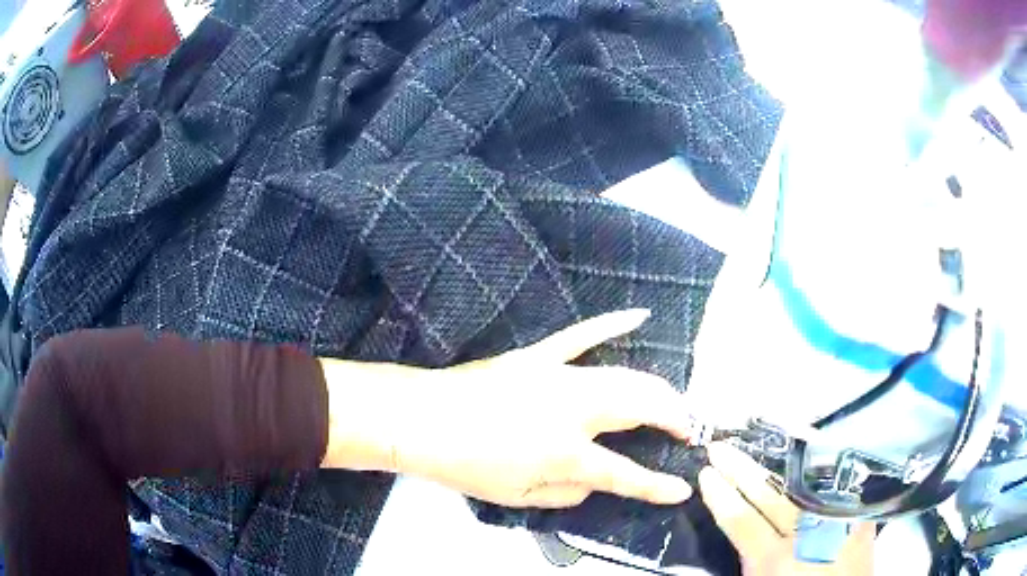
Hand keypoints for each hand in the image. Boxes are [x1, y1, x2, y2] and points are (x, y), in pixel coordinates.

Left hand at [320, 309, 695, 507]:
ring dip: (658, 388)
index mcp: (565, 453)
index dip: (658, 486)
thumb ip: (567, 494)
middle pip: (641, 407)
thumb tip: (593, 482)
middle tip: (688, 430)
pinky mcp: (539, 355)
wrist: (422, 419)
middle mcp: (573, 411)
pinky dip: (612, 323)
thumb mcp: (517, 498)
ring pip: (625, 375)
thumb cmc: (467, 466)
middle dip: (674, 418)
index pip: (625, 474)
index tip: (683, 489)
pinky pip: (582, 334)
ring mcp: (558, 376)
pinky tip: (640, 315)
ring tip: (675, 402)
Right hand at [699, 442, 874, 575]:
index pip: (741, 520)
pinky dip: (821, 460)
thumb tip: (741, 525)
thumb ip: (751, 560)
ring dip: (778, 459)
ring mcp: (835, 520)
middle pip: (768, 495)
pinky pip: (837, 481)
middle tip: (721, 447)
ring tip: (760, 438)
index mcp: (775, 561)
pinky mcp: (857, 514)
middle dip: (741, 469)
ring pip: (803, 482)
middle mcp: (805, 534)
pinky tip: (811, 443)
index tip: (707, 474)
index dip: (722, 496)